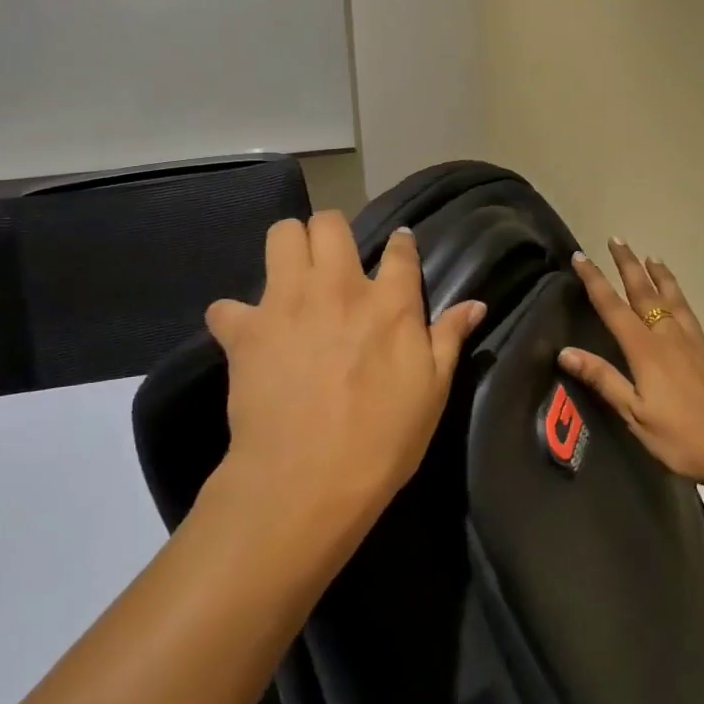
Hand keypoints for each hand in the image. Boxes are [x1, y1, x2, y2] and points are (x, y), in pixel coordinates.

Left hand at [207, 213, 485, 519]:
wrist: (307, 480)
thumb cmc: (383, 439)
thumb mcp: (432, 391)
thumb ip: (449, 339)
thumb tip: (476, 304)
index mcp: (390, 302)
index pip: (400, 249)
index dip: (401, 243)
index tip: (399, 246)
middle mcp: (338, 287)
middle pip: (330, 223)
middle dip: (332, 232)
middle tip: (334, 261)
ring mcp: (287, 302)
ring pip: (281, 235)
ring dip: (288, 249)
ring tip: (292, 278)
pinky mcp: (245, 329)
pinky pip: (226, 305)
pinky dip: (235, 317)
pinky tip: (247, 335)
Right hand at [560, 239, 703, 499]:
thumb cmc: (684, 439)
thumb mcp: (635, 415)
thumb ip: (603, 380)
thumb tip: (566, 351)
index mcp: (646, 350)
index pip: (613, 308)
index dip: (595, 281)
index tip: (581, 256)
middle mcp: (673, 338)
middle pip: (647, 295)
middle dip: (630, 266)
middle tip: (619, 240)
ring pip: (682, 305)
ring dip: (667, 281)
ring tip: (656, 259)